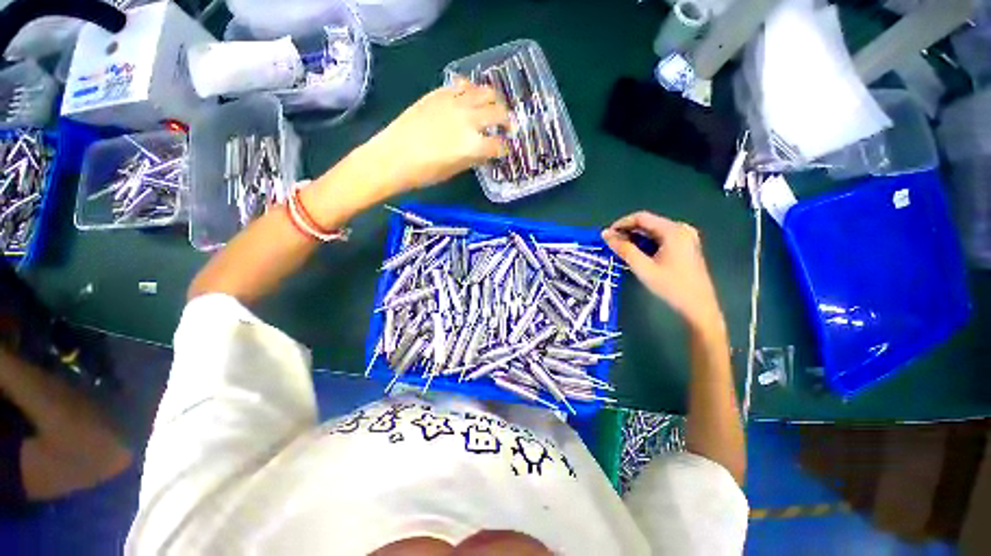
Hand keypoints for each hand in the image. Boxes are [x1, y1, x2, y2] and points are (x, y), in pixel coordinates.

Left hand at [363, 77, 510, 194]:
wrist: (393, 156)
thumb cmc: (424, 172)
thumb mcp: (454, 170)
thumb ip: (473, 158)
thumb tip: (485, 151)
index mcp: (473, 145)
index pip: (499, 144)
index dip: (503, 149)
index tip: (502, 151)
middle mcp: (469, 119)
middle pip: (499, 113)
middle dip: (506, 121)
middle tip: (506, 127)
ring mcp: (454, 102)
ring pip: (485, 92)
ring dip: (494, 101)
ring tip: (492, 108)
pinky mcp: (439, 93)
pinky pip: (462, 84)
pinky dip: (471, 89)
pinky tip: (470, 97)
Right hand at [602, 212, 724, 334]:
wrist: (698, 307)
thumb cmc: (671, 286)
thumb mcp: (643, 267)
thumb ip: (624, 249)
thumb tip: (606, 235)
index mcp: (674, 231)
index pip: (641, 218)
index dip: (621, 223)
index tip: (607, 235)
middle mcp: (681, 229)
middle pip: (649, 223)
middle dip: (628, 232)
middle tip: (611, 244)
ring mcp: (686, 238)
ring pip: (654, 232)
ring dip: (636, 238)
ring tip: (621, 249)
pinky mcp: (686, 247)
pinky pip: (661, 239)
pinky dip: (647, 244)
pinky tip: (637, 253)